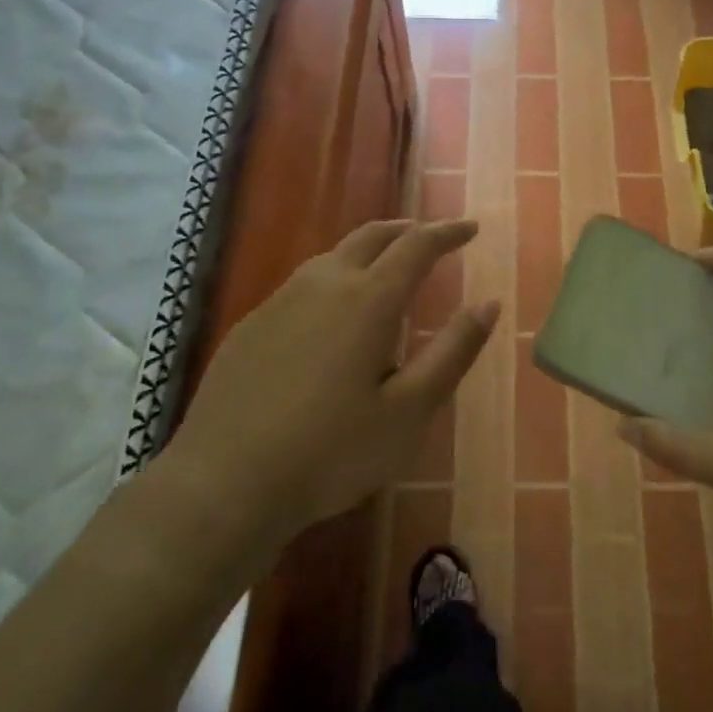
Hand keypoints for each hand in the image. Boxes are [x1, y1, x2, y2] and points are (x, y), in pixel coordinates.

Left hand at [167, 219, 497, 550]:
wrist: (224, 483)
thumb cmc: (332, 451)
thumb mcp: (409, 410)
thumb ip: (453, 351)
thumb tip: (488, 304)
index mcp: (368, 299)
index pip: (416, 245)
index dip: (447, 232)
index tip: (471, 228)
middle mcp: (323, 284)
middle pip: (371, 236)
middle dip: (406, 231)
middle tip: (431, 238)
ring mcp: (279, 301)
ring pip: (332, 256)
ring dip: (368, 252)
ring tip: (387, 270)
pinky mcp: (251, 325)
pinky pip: (303, 285)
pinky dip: (333, 280)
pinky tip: (331, 317)